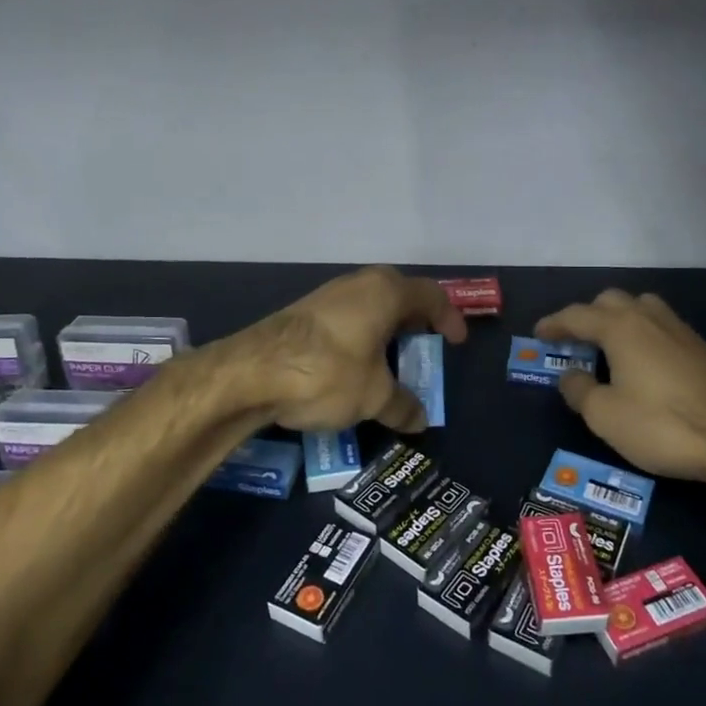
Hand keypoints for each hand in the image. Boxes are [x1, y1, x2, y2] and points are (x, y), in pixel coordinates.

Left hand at [235, 266, 466, 434]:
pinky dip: (360, 339)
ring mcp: (327, 296)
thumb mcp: (373, 396)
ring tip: (391, 364)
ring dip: (385, 333)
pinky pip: (346, 320)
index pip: (431, 295)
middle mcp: (358, 285)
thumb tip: (419, 420)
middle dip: (415, 324)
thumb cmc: (328, 373)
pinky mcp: (303, 314)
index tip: (455, 343)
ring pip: (369, 308)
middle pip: (399, 297)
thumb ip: (401, 406)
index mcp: (385, 292)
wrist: (251, 373)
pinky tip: (355, 368)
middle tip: (424, 350)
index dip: (449, 318)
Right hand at [537, 290, 705, 490]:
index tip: (538, 333)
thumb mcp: (605, 415)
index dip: (555, 324)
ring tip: (608, 344)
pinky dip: (642, 333)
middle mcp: (650, 318)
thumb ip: (580, 390)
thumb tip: (571, 375)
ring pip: (641, 308)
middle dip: (587, 315)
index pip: (577, 315)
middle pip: (611, 301)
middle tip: (573, 340)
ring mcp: (681, 330)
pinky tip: (643, 361)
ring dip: (618, 318)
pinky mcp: (702, 348)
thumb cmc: (662, 425)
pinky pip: (661, 326)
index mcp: (621, 328)